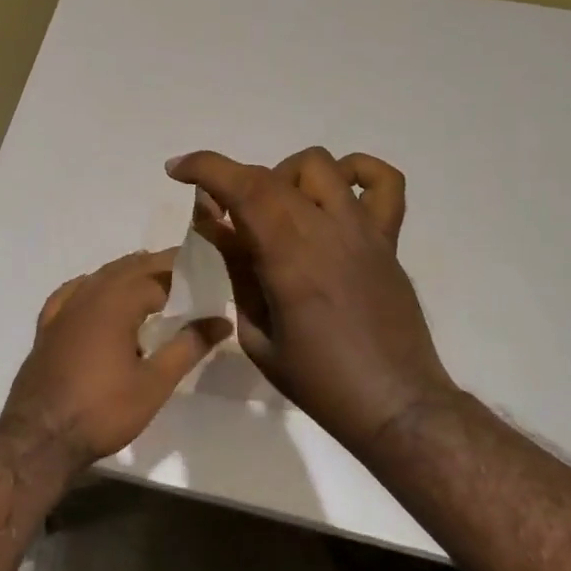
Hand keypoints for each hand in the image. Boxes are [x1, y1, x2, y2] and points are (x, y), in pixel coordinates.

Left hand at [0, 249, 229, 470]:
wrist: (40, 437)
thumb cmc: (103, 410)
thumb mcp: (155, 383)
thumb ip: (188, 346)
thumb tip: (221, 321)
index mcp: (116, 303)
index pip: (156, 276)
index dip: (182, 274)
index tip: (204, 274)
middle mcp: (88, 296)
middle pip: (127, 269)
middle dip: (156, 266)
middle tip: (183, 270)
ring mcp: (63, 311)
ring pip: (99, 277)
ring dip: (125, 272)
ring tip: (149, 277)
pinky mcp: (47, 328)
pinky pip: (71, 292)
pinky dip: (90, 285)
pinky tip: (95, 291)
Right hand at [168, 148, 458, 454]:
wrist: (394, 404)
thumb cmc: (318, 380)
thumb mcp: (257, 335)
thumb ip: (237, 272)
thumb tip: (217, 228)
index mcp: (289, 256)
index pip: (244, 187)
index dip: (205, 168)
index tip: (177, 171)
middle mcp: (326, 230)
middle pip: (271, 174)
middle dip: (233, 181)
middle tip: (222, 216)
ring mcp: (362, 230)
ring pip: (320, 166)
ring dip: (285, 178)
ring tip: (277, 212)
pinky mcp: (388, 239)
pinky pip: (385, 182)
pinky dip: (356, 172)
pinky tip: (335, 195)